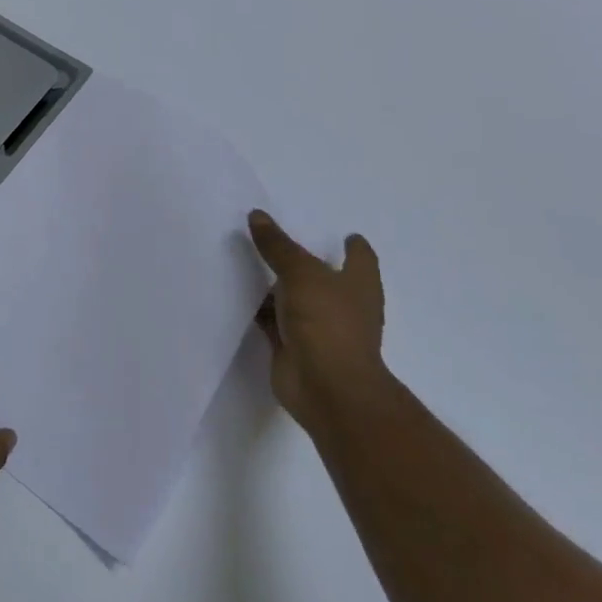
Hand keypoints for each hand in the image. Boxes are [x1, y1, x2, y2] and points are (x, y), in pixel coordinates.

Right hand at [248, 211, 387, 430]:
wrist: (326, 387)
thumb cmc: (328, 322)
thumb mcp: (301, 273)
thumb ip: (278, 246)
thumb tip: (257, 215)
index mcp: (359, 285)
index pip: (361, 259)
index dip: (354, 247)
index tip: (346, 235)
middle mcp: (343, 306)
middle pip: (324, 278)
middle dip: (306, 263)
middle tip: (279, 242)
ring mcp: (319, 330)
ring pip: (295, 300)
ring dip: (278, 288)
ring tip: (250, 264)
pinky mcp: (294, 348)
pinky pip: (274, 323)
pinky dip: (261, 312)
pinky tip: (239, 298)